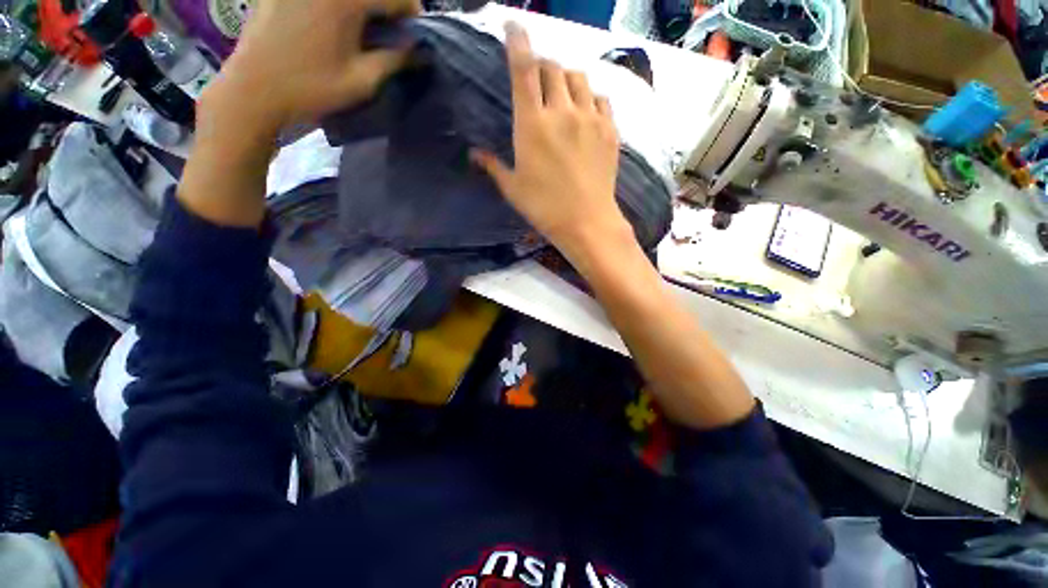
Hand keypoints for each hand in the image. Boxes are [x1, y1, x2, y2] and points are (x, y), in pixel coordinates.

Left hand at [206, 0, 420, 131]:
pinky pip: (308, 0)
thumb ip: (397, 61)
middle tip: (373, 32)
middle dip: (380, 9)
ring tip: (342, 30)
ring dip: (351, 8)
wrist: (243, 100)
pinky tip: (309, 27)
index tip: (401, 37)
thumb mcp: (358, 82)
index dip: (408, 18)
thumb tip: (420, 50)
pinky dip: (316, 9)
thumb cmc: (302, 91)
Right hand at [472, 23, 629, 253]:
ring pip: (578, 77)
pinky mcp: (610, 128)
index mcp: (531, 122)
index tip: (514, 25)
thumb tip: (474, 152)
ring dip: (566, 77)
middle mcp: (562, 111)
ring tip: (562, 92)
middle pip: (553, 67)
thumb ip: (492, 162)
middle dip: (543, 65)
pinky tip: (584, 110)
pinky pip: (600, 97)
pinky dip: (589, 96)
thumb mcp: (511, 184)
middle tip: (538, 77)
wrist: (589, 221)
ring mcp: (590, 117)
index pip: (524, 70)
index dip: (518, 43)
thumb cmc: (543, 205)